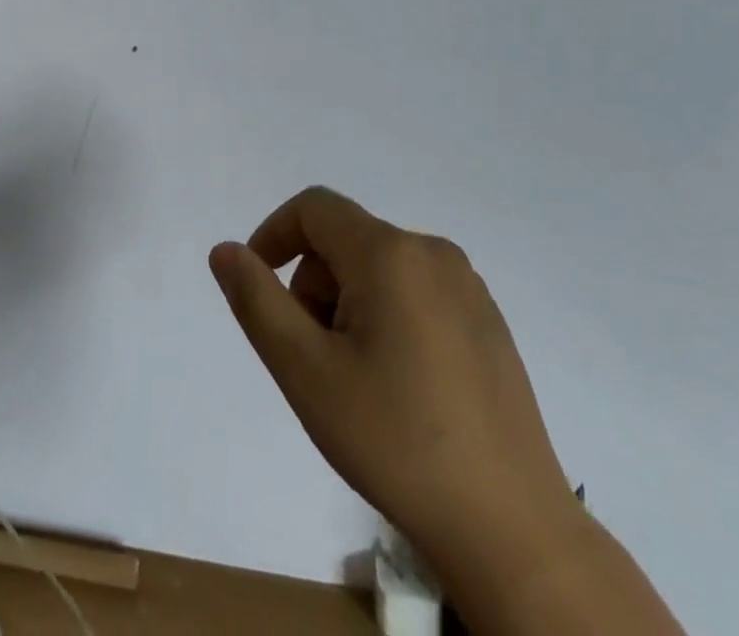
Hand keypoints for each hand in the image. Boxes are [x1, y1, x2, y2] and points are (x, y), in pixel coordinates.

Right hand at [210, 188, 581, 598]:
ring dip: (347, 303)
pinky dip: (386, 316)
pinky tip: (399, 384)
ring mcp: (468, 287)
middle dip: (313, 284)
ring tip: (356, 377)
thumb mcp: (304, 370)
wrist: (512, 530)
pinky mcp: (489, 321)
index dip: (273, 235)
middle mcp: (433, 253)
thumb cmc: (395, 441)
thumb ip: (256, 299)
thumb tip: (226, 250)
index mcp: (390, 253)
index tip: (257, 287)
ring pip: (378, 267)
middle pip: (345, 240)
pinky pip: (415, 291)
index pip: (313, 208)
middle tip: (313, 356)